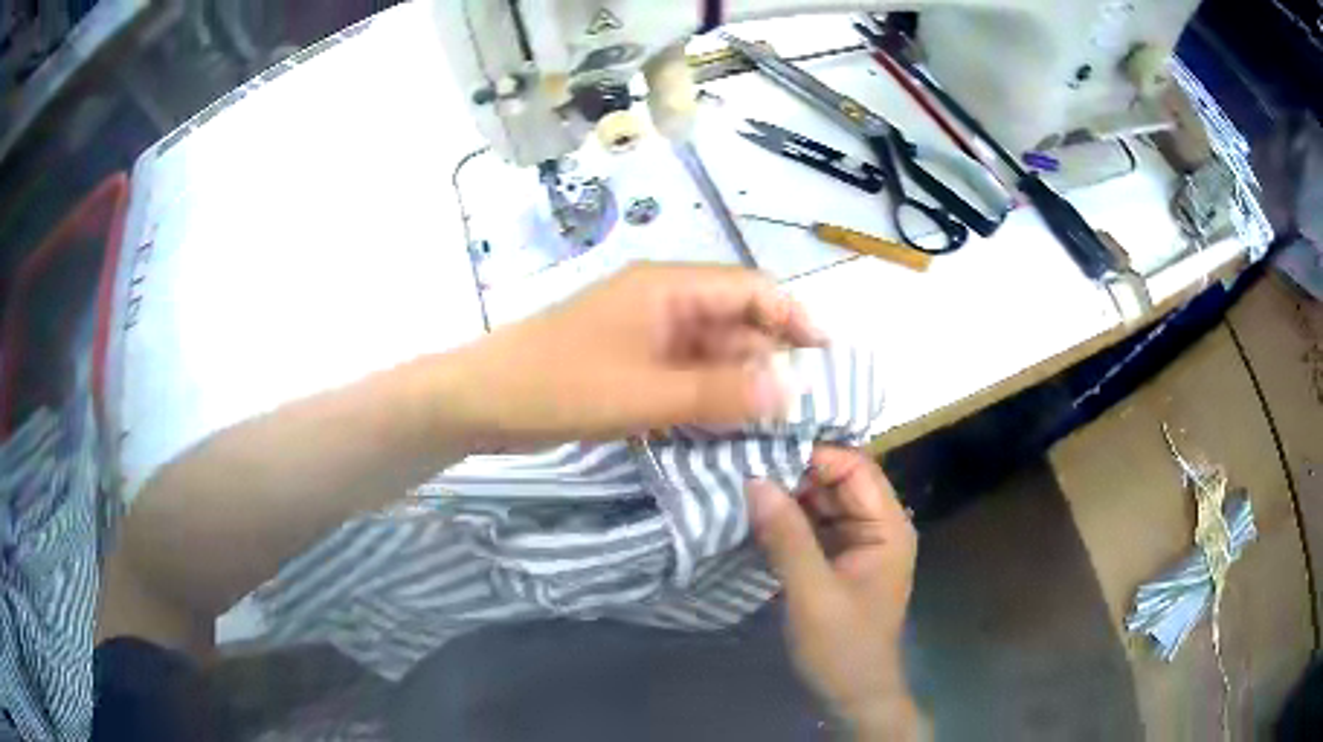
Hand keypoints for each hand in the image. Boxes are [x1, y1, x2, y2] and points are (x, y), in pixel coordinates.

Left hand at [448, 263, 823, 447]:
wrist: (482, 401)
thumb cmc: (558, 386)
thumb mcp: (644, 394)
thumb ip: (719, 394)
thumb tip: (790, 393)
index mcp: (669, 287)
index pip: (752, 289)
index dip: (794, 319)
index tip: (825, 362)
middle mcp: (664, 302)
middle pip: (736, 321)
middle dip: (772, 359)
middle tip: (804, 409)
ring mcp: (647, 334)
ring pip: (712, 352)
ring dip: (741, 383)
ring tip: (774, 426)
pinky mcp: (632, 363)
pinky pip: (686, 374)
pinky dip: (709, 396)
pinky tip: (727, 428)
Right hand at [747, 447, 923, 739]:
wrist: (853, 695)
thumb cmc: (843, 647)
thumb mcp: (812, 594)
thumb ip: (787, 537)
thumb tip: (753, 480)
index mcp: (888, 527)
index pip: (855, 467)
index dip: (813, 455)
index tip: (761, 452)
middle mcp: (876, 526)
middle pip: (837, 481)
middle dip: (793, 472)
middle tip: (741, 464)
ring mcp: (857, 543)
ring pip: (821, 502)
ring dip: (785, 495)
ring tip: (738, 483)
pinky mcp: (837, 560)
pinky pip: (812, 526)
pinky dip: (785, 520)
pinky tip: (752, 515)